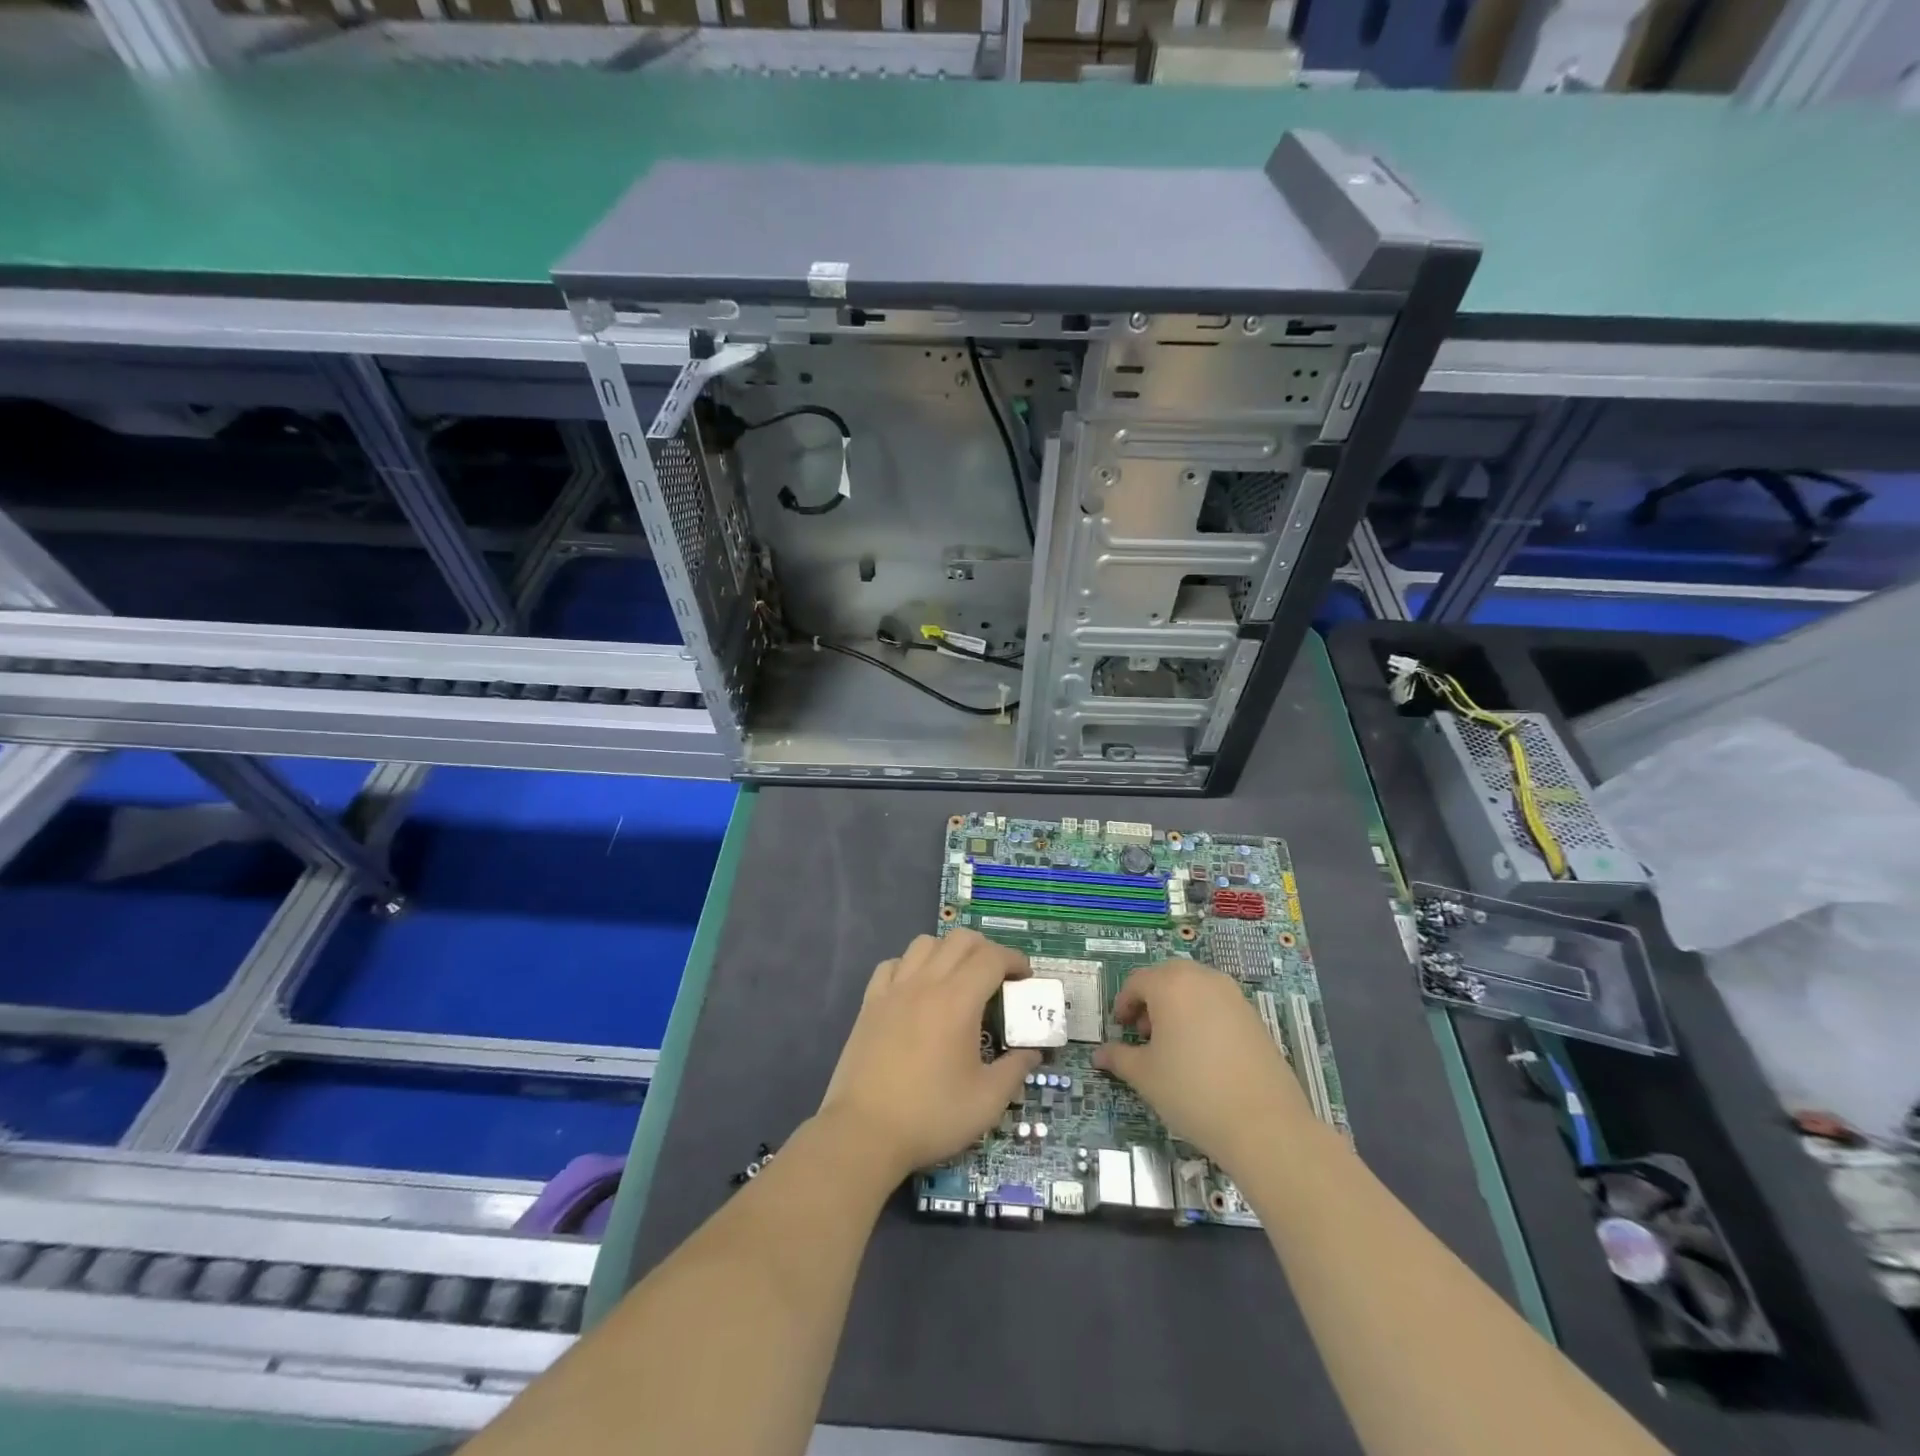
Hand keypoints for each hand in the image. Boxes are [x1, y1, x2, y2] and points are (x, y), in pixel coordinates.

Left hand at [819, 930, 1039, 1181]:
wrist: (864, 1132)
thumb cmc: (931, 1116)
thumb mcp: (987, 1102)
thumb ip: (1016, 1070)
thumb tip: (1032, 1052)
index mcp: (958, 1001)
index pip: (992, 957)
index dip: (1015, 959)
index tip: (1026, 977)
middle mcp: (926, 983)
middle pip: (960, 940)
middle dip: (986, 950)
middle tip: (998, 977)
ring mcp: (894, 989)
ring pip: (925, 943)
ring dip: (948, 951)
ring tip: (958, 979)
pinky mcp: (870, 1002)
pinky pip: (892, 964)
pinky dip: (910, 966)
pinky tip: (916, 989)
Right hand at [1093, 959, 1308, 1173]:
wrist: (1265, 1125)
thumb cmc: (1192, 1092)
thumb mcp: (1145, 1076)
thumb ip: (1119, 1058)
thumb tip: (1100, 1055)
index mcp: (1172, 984)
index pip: (1137, 982)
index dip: (1124, 1003)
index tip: (1121, 1029)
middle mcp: (1203, 979)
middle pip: (1168, 977)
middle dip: (1151, 1000)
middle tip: (1145, 1034)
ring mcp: (1234, 996)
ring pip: (1195, 988)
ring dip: (1178, 1006)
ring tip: (1174, 1045)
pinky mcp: (1255, 1017)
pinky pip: (1218, 1004)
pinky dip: (1203, 1017)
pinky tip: (1203, 1054)